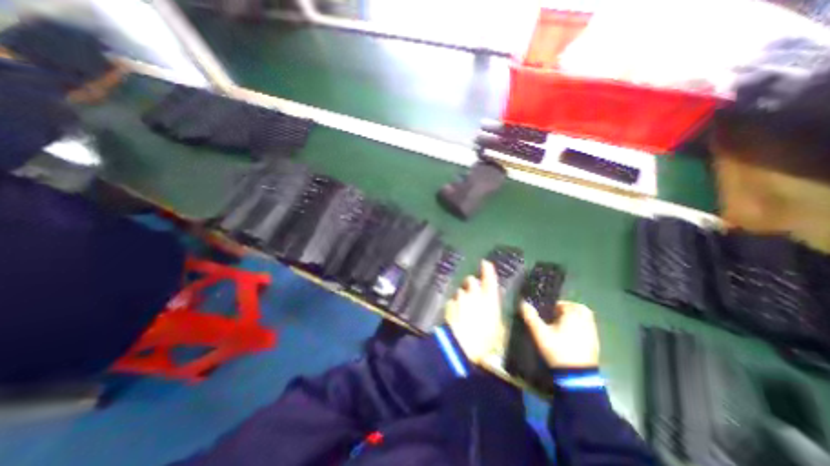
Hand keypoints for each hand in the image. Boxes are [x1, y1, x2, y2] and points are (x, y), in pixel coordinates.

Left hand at [445, 262, 502, 363]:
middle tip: (474, 295)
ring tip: (464, 311)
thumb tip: (492, 311)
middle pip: (472, 281)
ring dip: (463, 296)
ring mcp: (460, 298)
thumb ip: (495, 317)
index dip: (488, 270)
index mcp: (490, 300)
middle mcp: (474, 295)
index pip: (489, 279)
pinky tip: (456, 316)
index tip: (485, 263)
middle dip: (472, 285)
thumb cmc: (484, 341)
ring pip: (461, 291)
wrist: (460, 346)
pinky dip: (455, 305)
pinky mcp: (449, 304)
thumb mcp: (497, 332)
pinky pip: (453, 301)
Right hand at [520, 302, 599, 366]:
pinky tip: (570, 337)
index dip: (554, 307)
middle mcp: (585, 320)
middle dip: (567, 310)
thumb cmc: (557, 349)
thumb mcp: (539, 333)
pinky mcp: (595, 343)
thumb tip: (523, 303)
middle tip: (555, 316)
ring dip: (574, 318)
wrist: (577, 376)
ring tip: (561, 326)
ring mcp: (592, 332)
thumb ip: (531, 317)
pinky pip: (588, 329)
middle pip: (577, 308)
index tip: (546, 313)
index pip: (564, 304)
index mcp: (573, 315)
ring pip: (584, 318)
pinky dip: (580, 328)